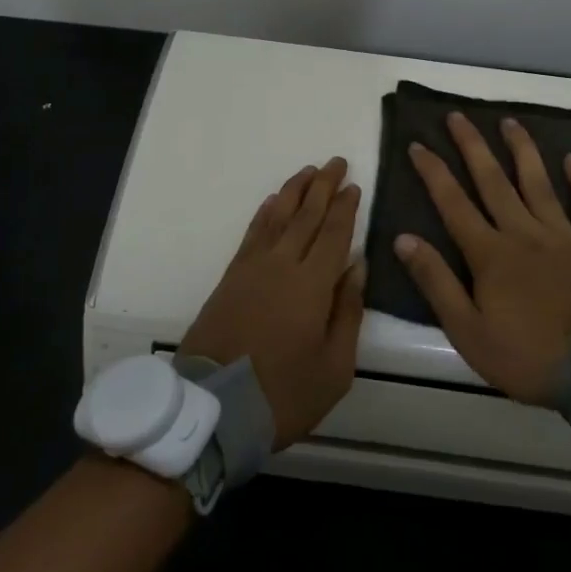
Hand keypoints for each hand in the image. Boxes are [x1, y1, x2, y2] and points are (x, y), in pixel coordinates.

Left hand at [179, 158, 365, 448]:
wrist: (213, 409)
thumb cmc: (283, 394)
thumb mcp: (335, 367)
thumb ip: (348, 311)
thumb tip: (357, 265)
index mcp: (312, 285)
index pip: (334, 233)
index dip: (346, 207)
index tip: (355, 184)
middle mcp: (282, 265)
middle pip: (306, 215)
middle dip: (323, 186)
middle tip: (336, 162)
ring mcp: (252, 268)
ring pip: (277, 217)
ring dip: (295, 191)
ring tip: (308, 171)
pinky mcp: (230, 277)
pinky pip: (252, 233)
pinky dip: (265, 213)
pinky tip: (273, 202)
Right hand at [394, 113, 570, 405]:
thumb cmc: (529, 357)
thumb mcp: (469, 332)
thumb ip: (436, 283)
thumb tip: (404, 239)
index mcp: (491, 254)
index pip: (453, 204)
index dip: (433, 172)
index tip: (418, 144)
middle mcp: (524, 233)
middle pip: (493, 181)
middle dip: (472, 146)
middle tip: (458, 116)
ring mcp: (565, 236)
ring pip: (538, 183)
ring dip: (522, 150)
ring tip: (509, 121)